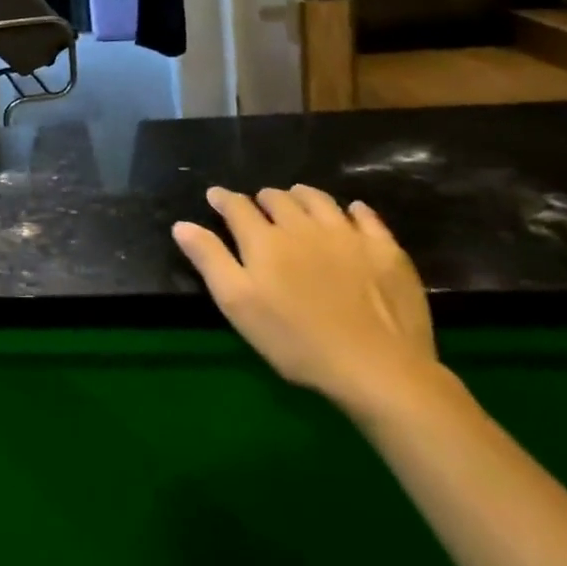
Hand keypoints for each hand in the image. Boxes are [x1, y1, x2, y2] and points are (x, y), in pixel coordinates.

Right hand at [173, 183, 439, 416]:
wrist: (378, 369)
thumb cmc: (297, 342)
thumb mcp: (239, 305)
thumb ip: (210, 260)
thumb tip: (182, 224)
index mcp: (264, 240)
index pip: (237, 206)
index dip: (223, 199)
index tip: (215, 197)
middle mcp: (302, 226)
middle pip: (277, 198)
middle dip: (263, 199)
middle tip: (258, 208)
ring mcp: (347, 234)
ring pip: (317, 199)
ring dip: (301, 197)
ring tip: (297, 203)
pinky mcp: (384, 250)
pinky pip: (366, 216)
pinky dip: (353, 210)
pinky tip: (351, 214)